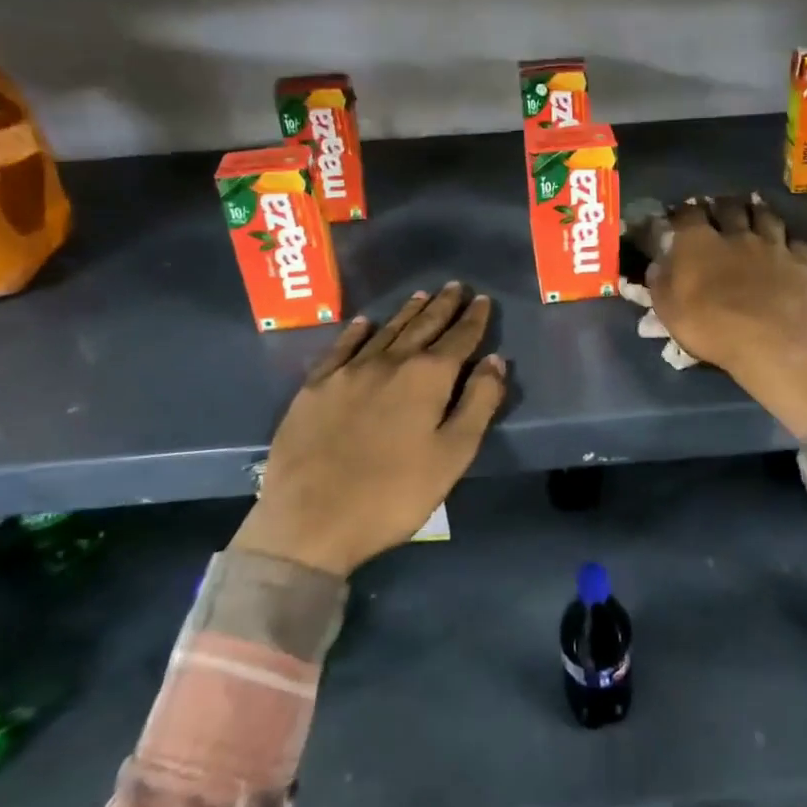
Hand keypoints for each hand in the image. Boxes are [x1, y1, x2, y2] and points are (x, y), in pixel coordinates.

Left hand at [232, 284, 505, 576]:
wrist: (310, 520)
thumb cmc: (393, 494)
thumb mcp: (452, 455)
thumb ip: (478, 404)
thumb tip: (495, 361)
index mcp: (426, 378)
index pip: (458, 339)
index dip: (473, 320)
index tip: (482, 300)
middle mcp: (389, 363)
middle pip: (422, 327)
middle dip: (443, 307)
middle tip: (456, 286)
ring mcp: (347, 372)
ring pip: (385, 332)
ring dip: (407, 313)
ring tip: (422, 296)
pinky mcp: (315, 387)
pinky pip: (341, 347)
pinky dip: (357, 332)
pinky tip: (365, 323)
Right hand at [639, 196, 806, 438]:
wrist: (776, 343)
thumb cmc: (713, 328)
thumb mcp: (670, 311)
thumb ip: (661, 283)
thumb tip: (657, 265)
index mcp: (699, 243)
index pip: (688, 214)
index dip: (684, 213)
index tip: (680, 216)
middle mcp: (737, 235)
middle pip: (730, 208)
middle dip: (722, 206)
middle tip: (719, 209)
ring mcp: (774, 246)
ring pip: (767, 218)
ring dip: (758, 214)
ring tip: (755, 214)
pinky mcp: (803, 263)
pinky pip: (796, 243)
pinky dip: (789, 243)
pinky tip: (788, 249)